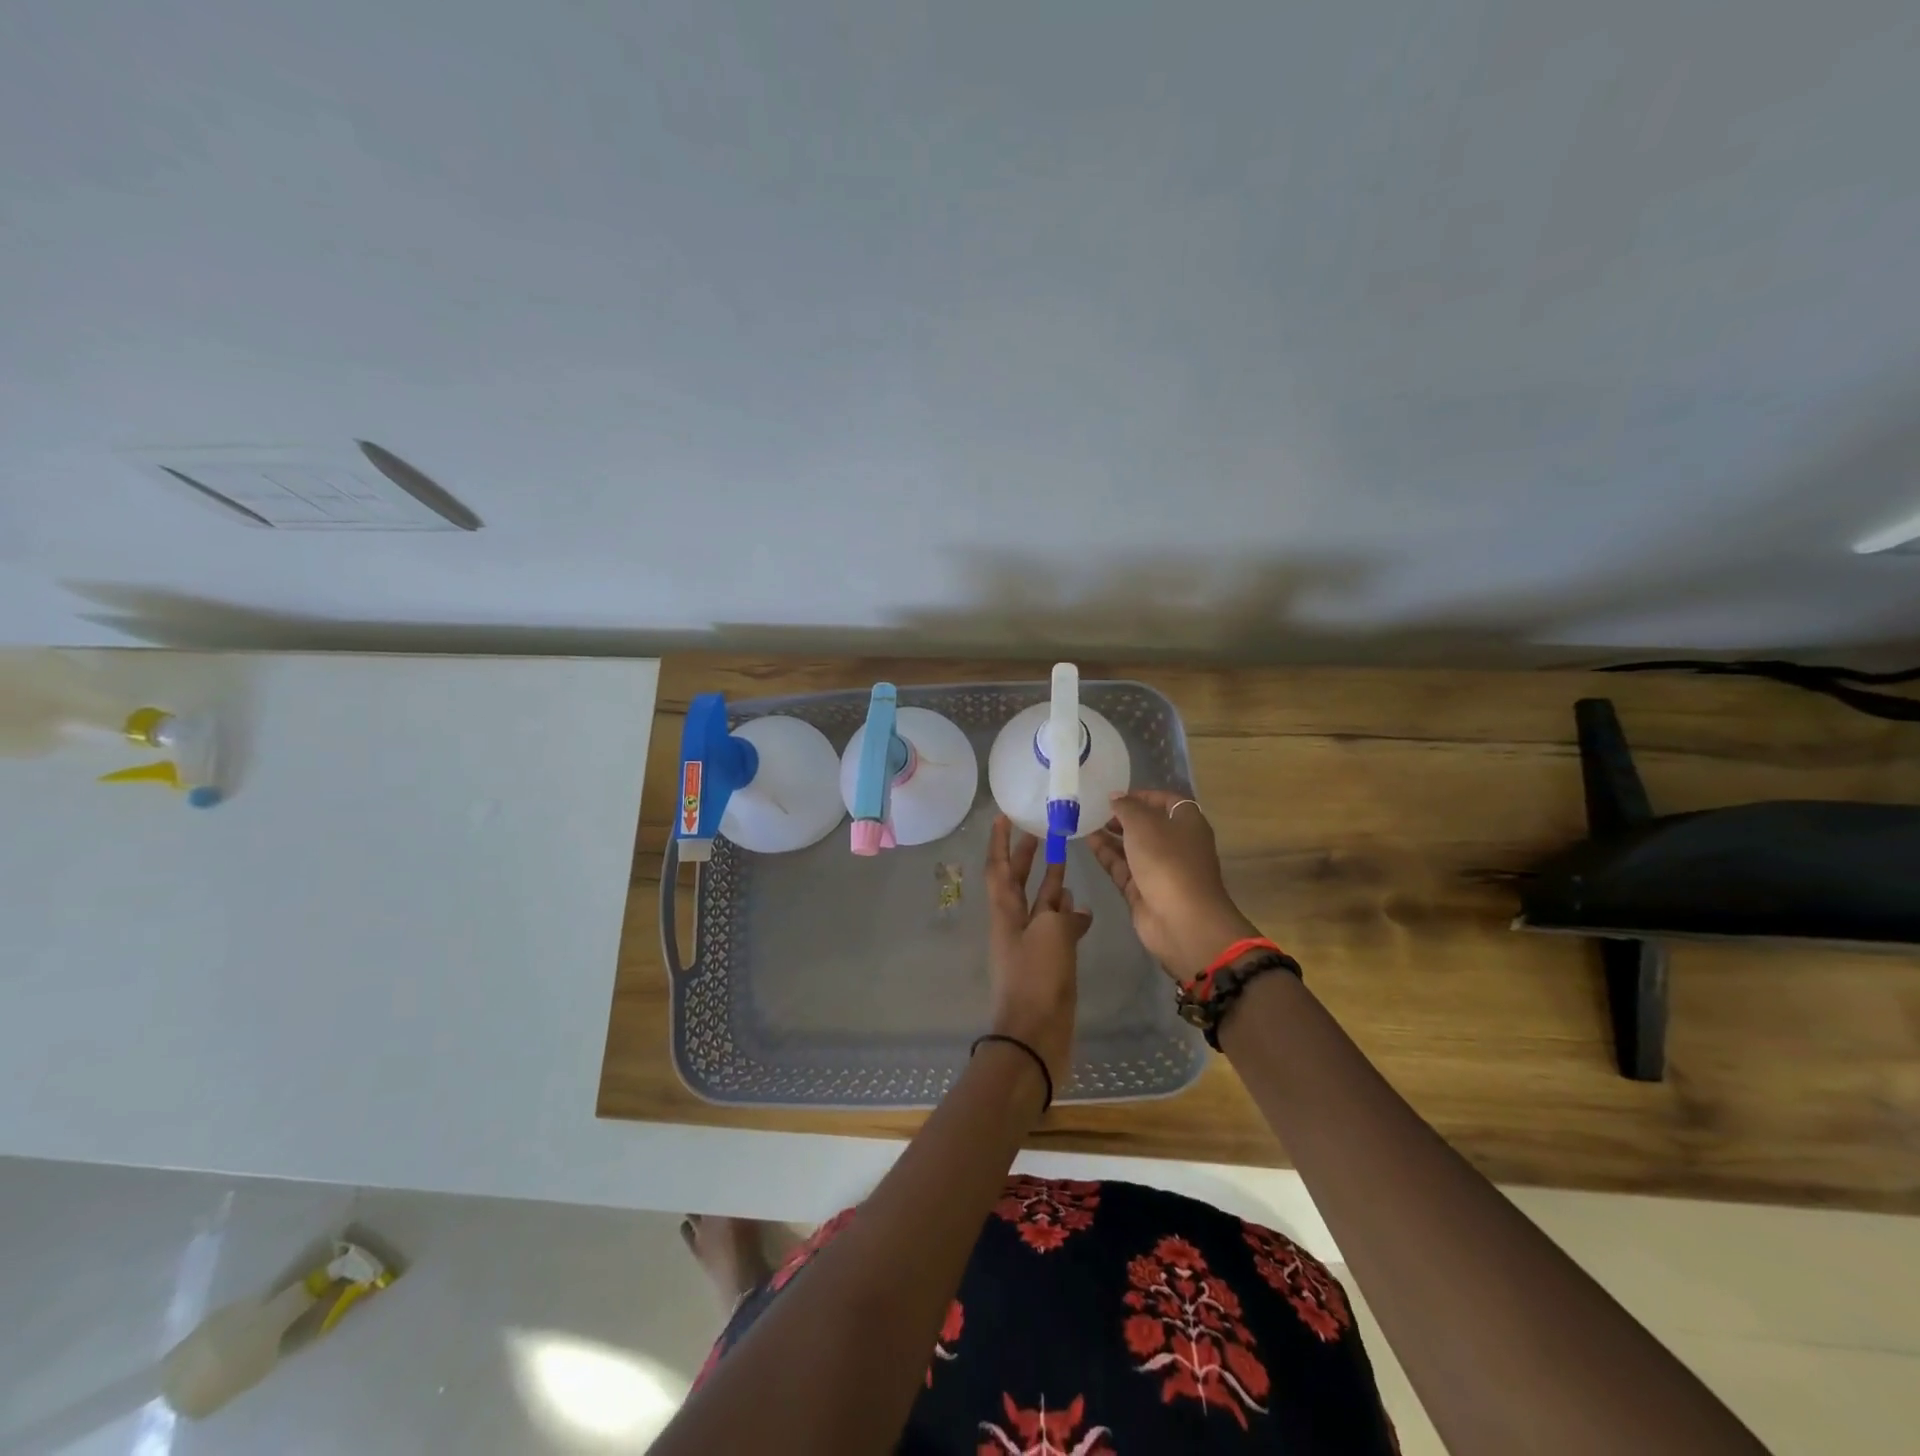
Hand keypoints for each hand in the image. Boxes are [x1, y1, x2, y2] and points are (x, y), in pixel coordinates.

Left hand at [985, 815, 1091, 1089]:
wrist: (1035, 1037)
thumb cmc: (1037, 979)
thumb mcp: (1051, 935)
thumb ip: (1062, 914)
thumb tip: (1074, 906)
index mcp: (1005, 913)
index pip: (998, 868)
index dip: (999, 842)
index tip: (1002, 816)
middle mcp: (1014, 924)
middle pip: (1017, 882)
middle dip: (1025, 856)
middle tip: (1040, 831)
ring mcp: (1031, 945)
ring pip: (1039, 905)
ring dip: (1049, 883)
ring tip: (1065, 861)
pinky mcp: (1048, 964)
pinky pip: (1056, 930)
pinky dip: (1068, 916)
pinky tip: (1083, 909)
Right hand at [1089, 790, 1260, 981]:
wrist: (1181, 920)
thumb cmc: (1167, 860)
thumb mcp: (1143, 824)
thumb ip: (1126, 807)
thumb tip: (1115, 796)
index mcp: (1187, 823)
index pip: (1166, 801)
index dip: (1142, 795)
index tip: (1115, 795)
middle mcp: (1176, 844)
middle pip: (1147, 825)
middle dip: (1122, 817)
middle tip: (1094, 809)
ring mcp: (1160, 869)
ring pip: (1132, 847)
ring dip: (1111, 835)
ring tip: (1084, 822)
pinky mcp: (1144, 890)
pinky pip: (1123, 867)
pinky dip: (1107, 855)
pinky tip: (1087, 842)